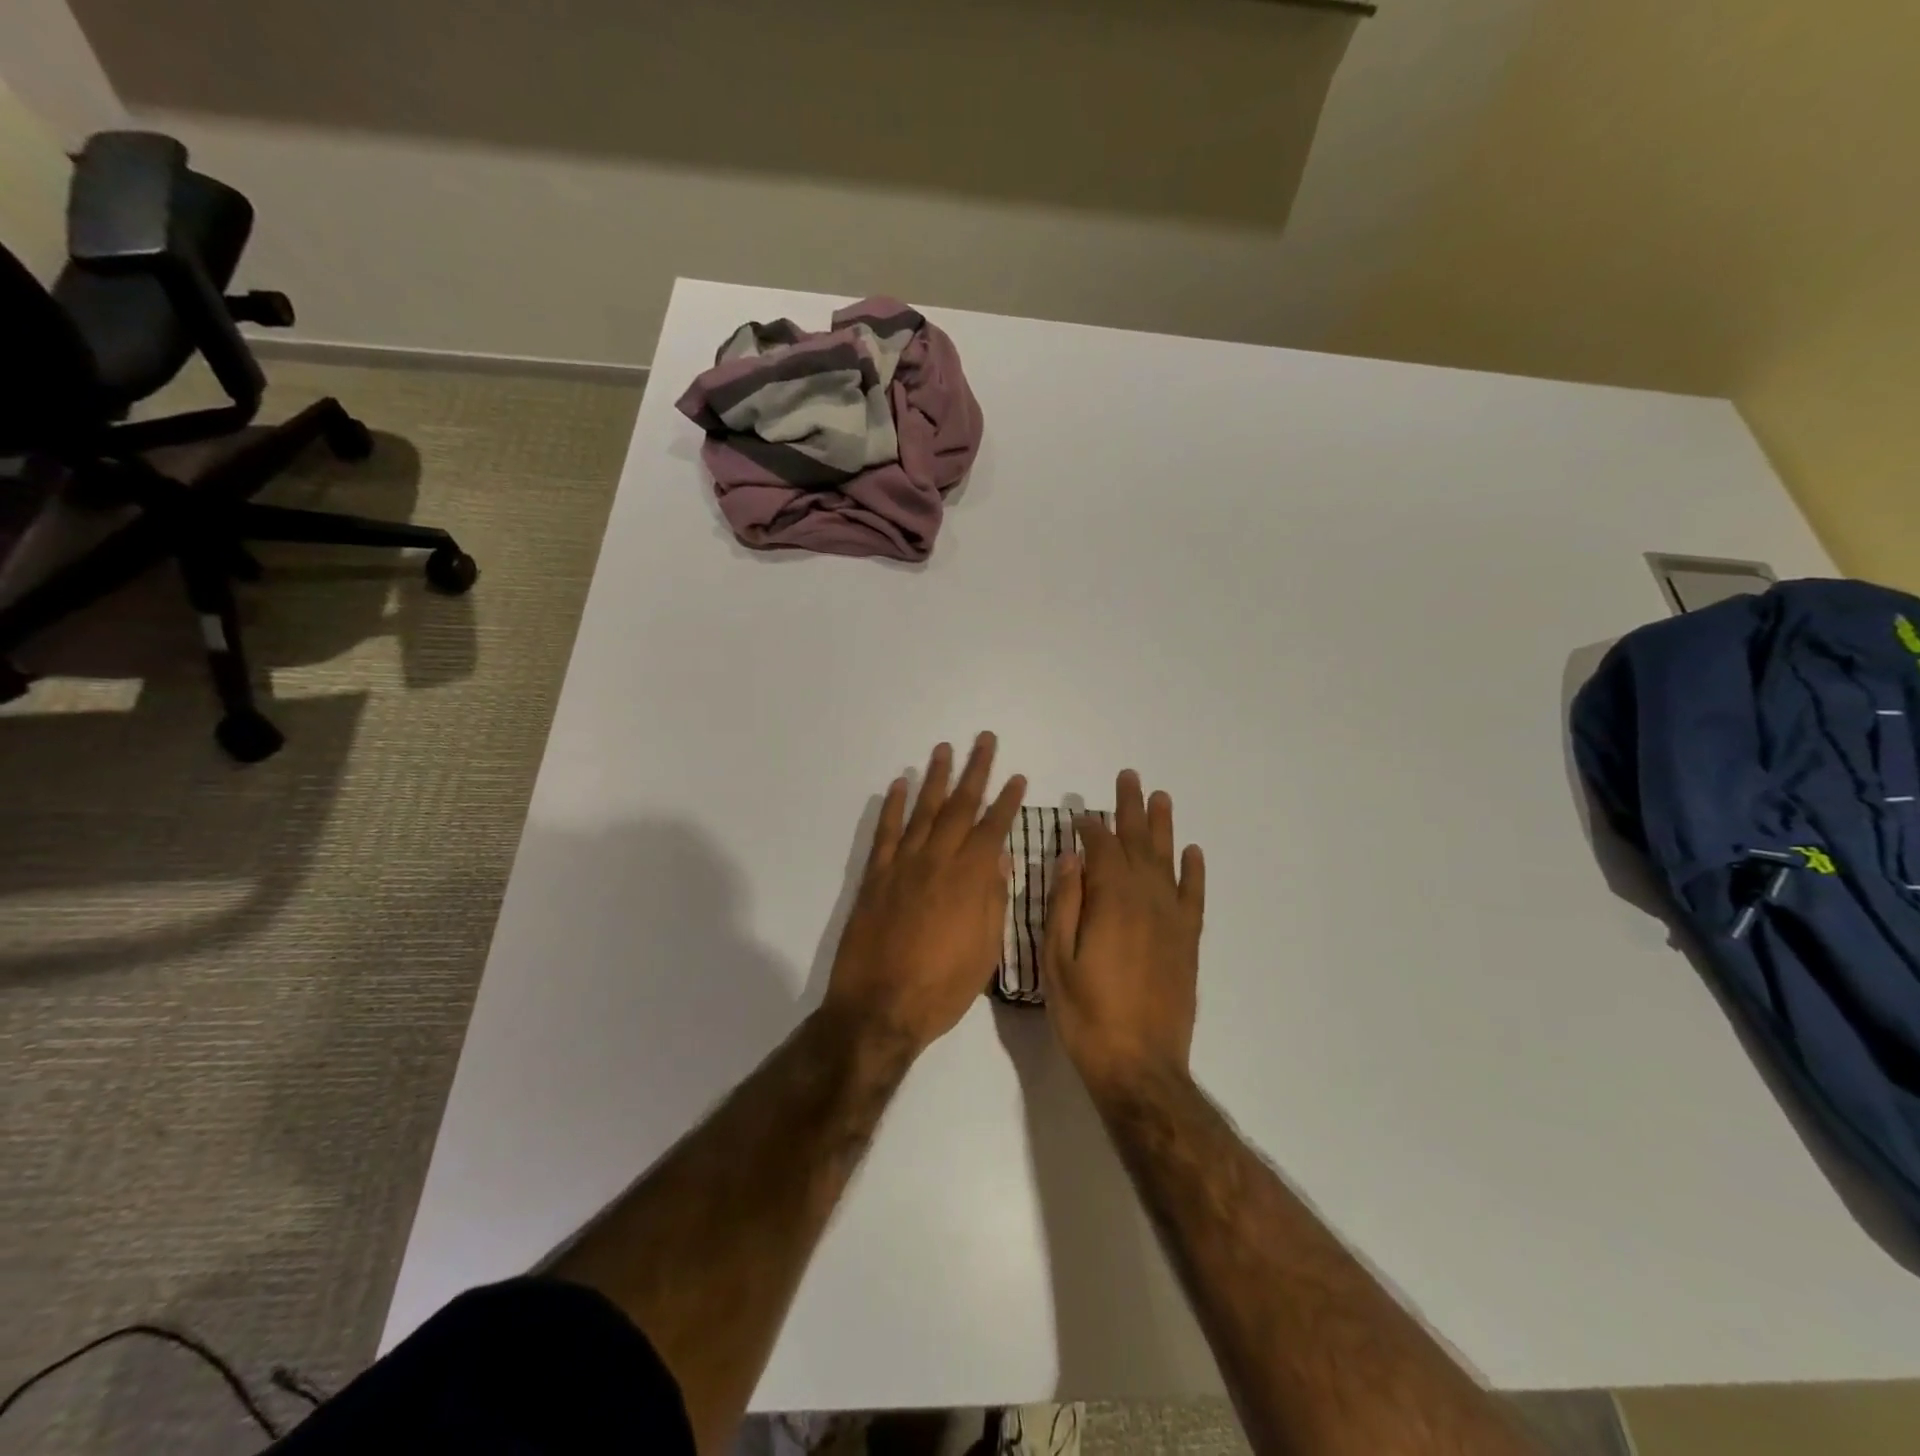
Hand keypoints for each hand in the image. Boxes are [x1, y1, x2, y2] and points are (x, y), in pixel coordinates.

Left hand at [823, 734, 1025, 1055]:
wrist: (879, 1008)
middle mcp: (937, 861)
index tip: (1017, 777)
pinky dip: (893, 807)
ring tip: (943, 748)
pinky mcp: (875, 877)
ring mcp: (902, 865)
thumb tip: (1000, 858)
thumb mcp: (985, 951)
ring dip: (935, 778)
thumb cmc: (942, 987)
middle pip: (960, 806)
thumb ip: (993, 899)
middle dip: (975, 771)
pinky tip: (899, 785)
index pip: (993, 828)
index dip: (1007, 801)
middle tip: (983, 740)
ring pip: (923, 811)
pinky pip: (886, 833)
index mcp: (969, 880)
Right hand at [1043, 770, 1205, 1092]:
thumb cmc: (1086, 1014)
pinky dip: (1193, 871)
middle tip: (1129, 778)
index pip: (1100, 848)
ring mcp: (1171, 920)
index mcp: (1111, 901)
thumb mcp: (1057, 959)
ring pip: (1167, 861)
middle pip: (1138, 843)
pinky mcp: (1187, 941)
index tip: (1079, 812)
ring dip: (1162, 827)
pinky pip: (1193, 896)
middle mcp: (1146, 900)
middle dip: (1130, 810)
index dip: (1089, 826)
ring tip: (1160, 797)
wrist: (1139, 1065)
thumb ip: (1064, 903)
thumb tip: (1071, 857)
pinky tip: (1192, 851)